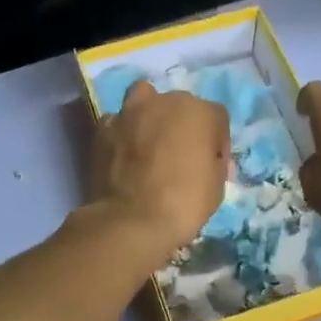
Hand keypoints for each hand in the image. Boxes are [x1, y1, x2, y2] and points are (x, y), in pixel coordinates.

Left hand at [93, 80, 228, 263]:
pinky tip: (123, 153)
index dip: (216, 143)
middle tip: (180, 155)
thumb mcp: (217, 186)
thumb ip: (213, 161)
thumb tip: (205, 158)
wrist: (132, 220)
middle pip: (180, 106)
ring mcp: (130, 111)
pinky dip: (122, 133)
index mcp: (200, 112)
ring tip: (149, 142)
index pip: (217, 118)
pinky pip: (118, 122)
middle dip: (182, 125)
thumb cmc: (185, 203)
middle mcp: (165, 101)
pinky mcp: (103, 128)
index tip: (211, 165)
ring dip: (149, 116)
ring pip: (144, 100)